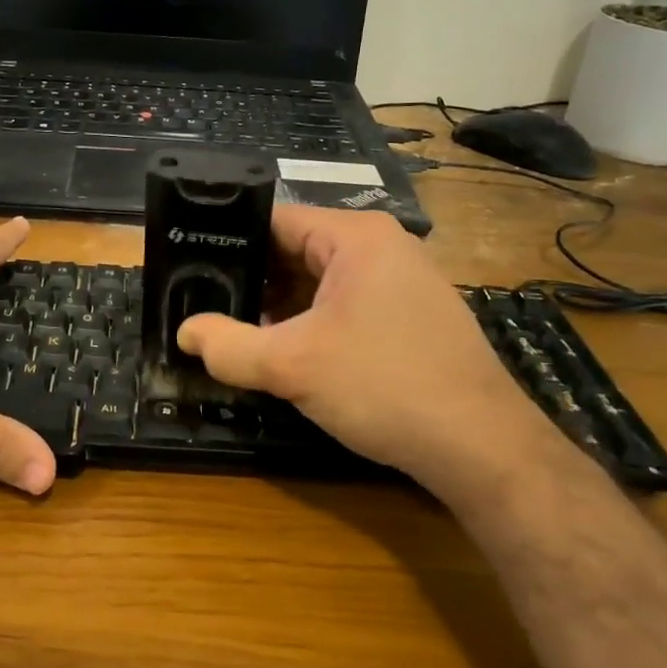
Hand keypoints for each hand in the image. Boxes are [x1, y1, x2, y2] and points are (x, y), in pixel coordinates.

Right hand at [177, 205, 550, 483]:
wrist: (481, 447)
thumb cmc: (384, 386)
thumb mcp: (293, 366)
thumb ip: (228, 346)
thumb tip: (184, 334)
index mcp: (356, 236)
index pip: (274, 220)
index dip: (227, 241)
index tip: (189, 266)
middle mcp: (382, 246)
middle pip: (296, 250)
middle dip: (252, 281)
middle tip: (206, 306)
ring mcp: (402, 280)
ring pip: (319, 282)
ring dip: (280, 307)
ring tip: (236, 331)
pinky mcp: (410, 314)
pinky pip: (345, 304)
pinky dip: (312, 323)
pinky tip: (287, 352)